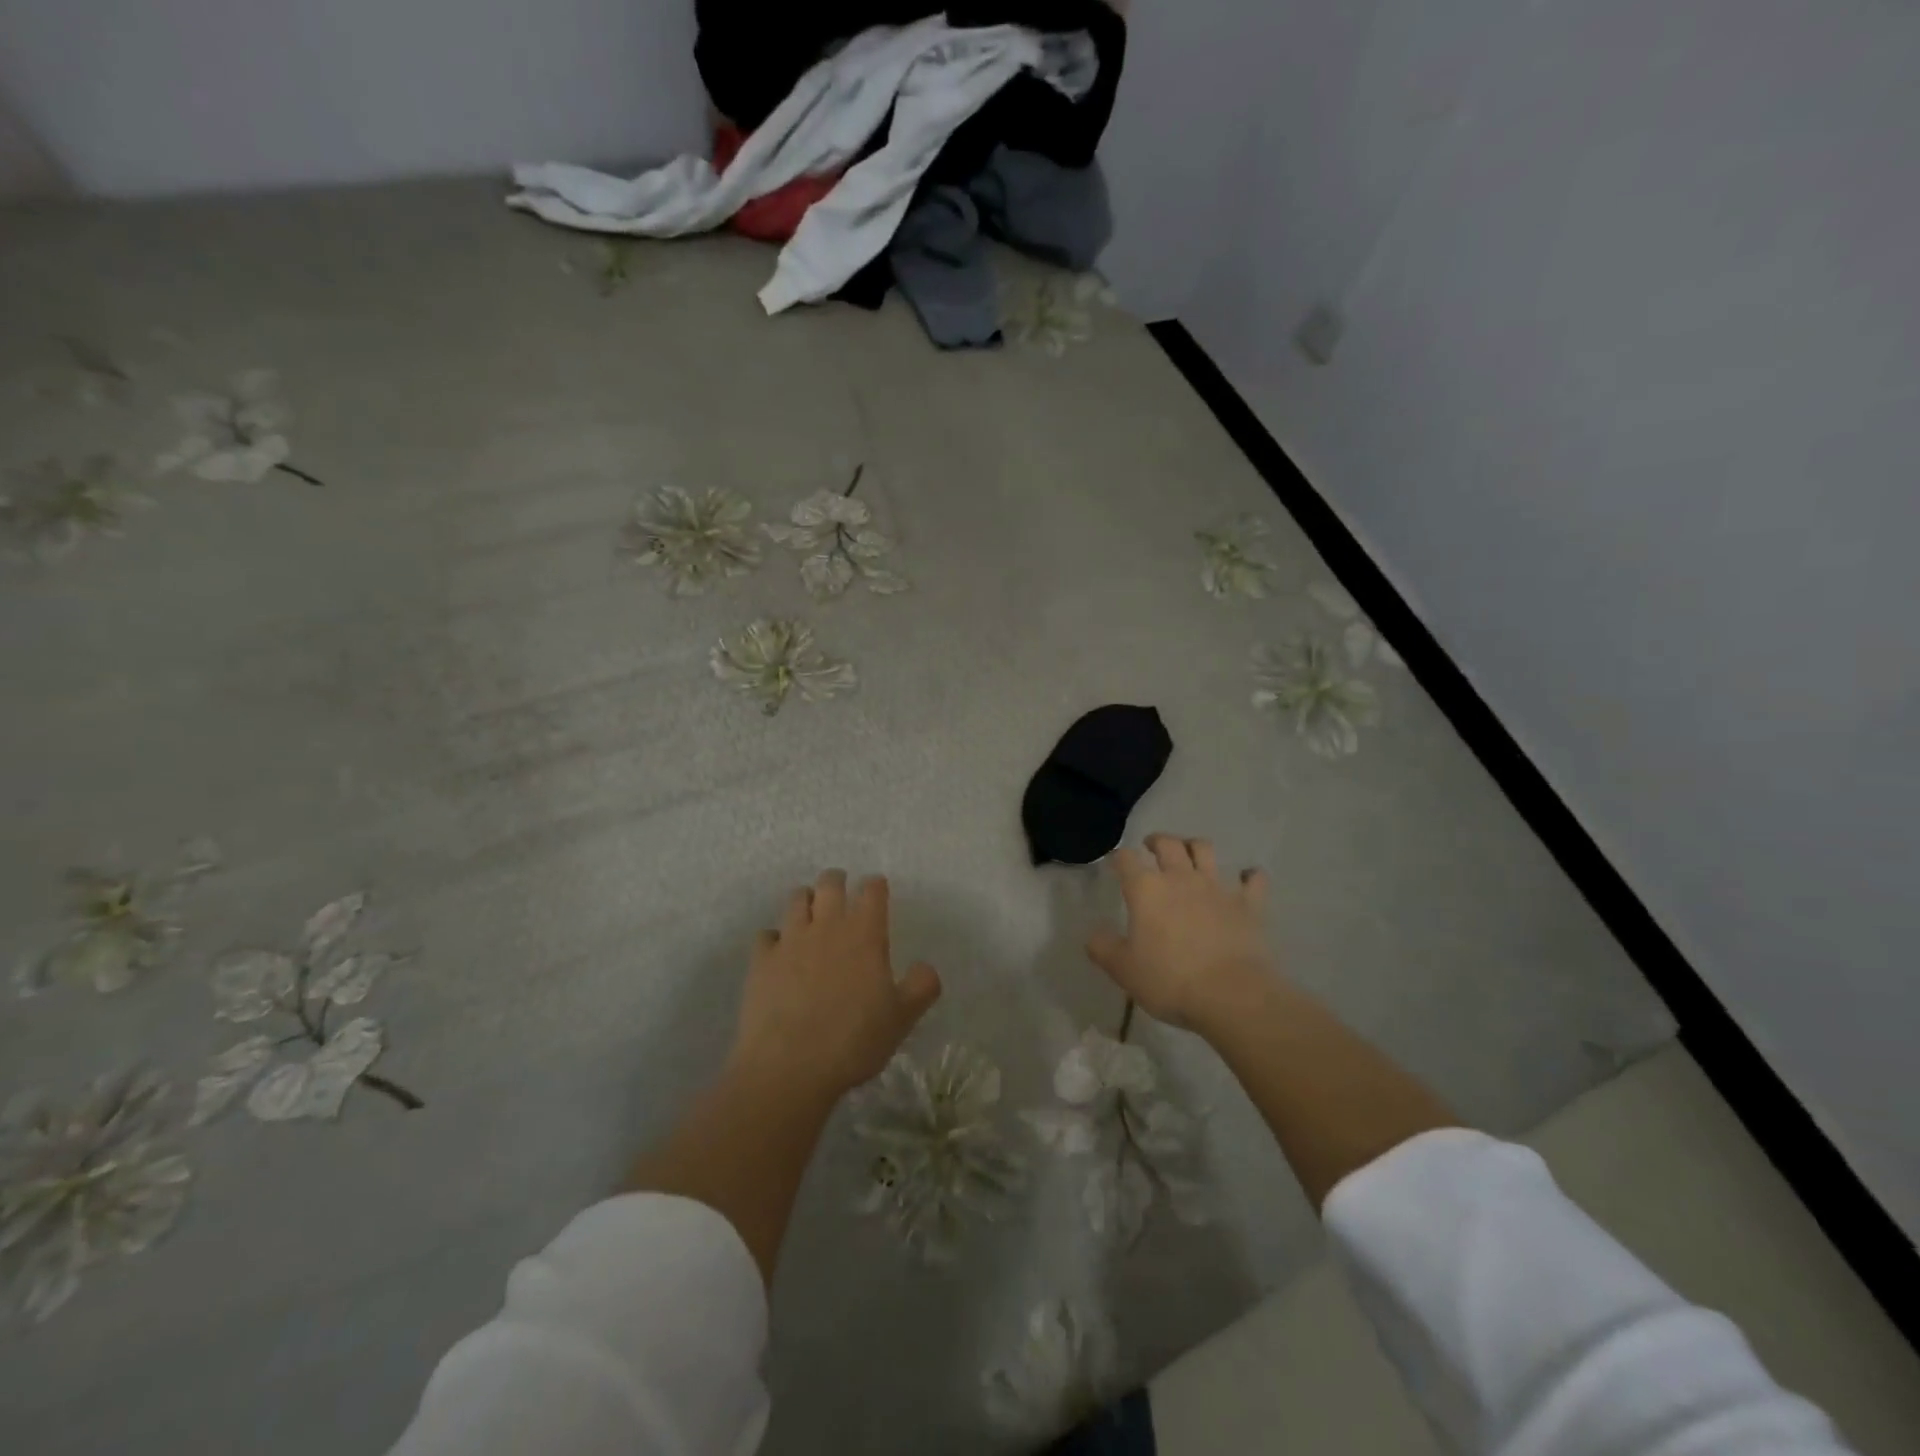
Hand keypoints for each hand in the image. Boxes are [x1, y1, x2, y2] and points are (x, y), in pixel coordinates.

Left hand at [728, 870, 941, 1103]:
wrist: (788, 1066)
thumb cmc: (853, 1040)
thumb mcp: (902, 1018)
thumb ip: (921, 986)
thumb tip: (926, 967)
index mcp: (865, 933)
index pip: (872, 890)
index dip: (876, 886)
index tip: (877, 892)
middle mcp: (827, 925)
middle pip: (830, 882)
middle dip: (837, 882)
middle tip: (842, 895)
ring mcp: (790, 940)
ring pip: (796, 899)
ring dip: (806, 901)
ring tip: (810, 916)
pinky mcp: (761, 960)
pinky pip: (766, 935)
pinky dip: (774, 939)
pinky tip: (779, 954)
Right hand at [1086, 834, 1274, 1026]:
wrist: (1231, 994)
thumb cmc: (1169, 980)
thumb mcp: (1123, 970)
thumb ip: (1103, 948)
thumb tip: (1094, 935)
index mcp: (1146, 889)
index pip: (1126, 860)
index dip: (1118, 858)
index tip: (1115, 863)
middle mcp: (1180, 878)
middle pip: (1168, 844)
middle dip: (1157, 841)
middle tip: (1151, 846)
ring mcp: (1217, 888)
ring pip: (1205, 850)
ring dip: (1195, 846)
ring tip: (1191, 852)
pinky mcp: (1248, 904)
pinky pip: (1253, 880)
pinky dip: (1249, 876)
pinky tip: (1247, 878)